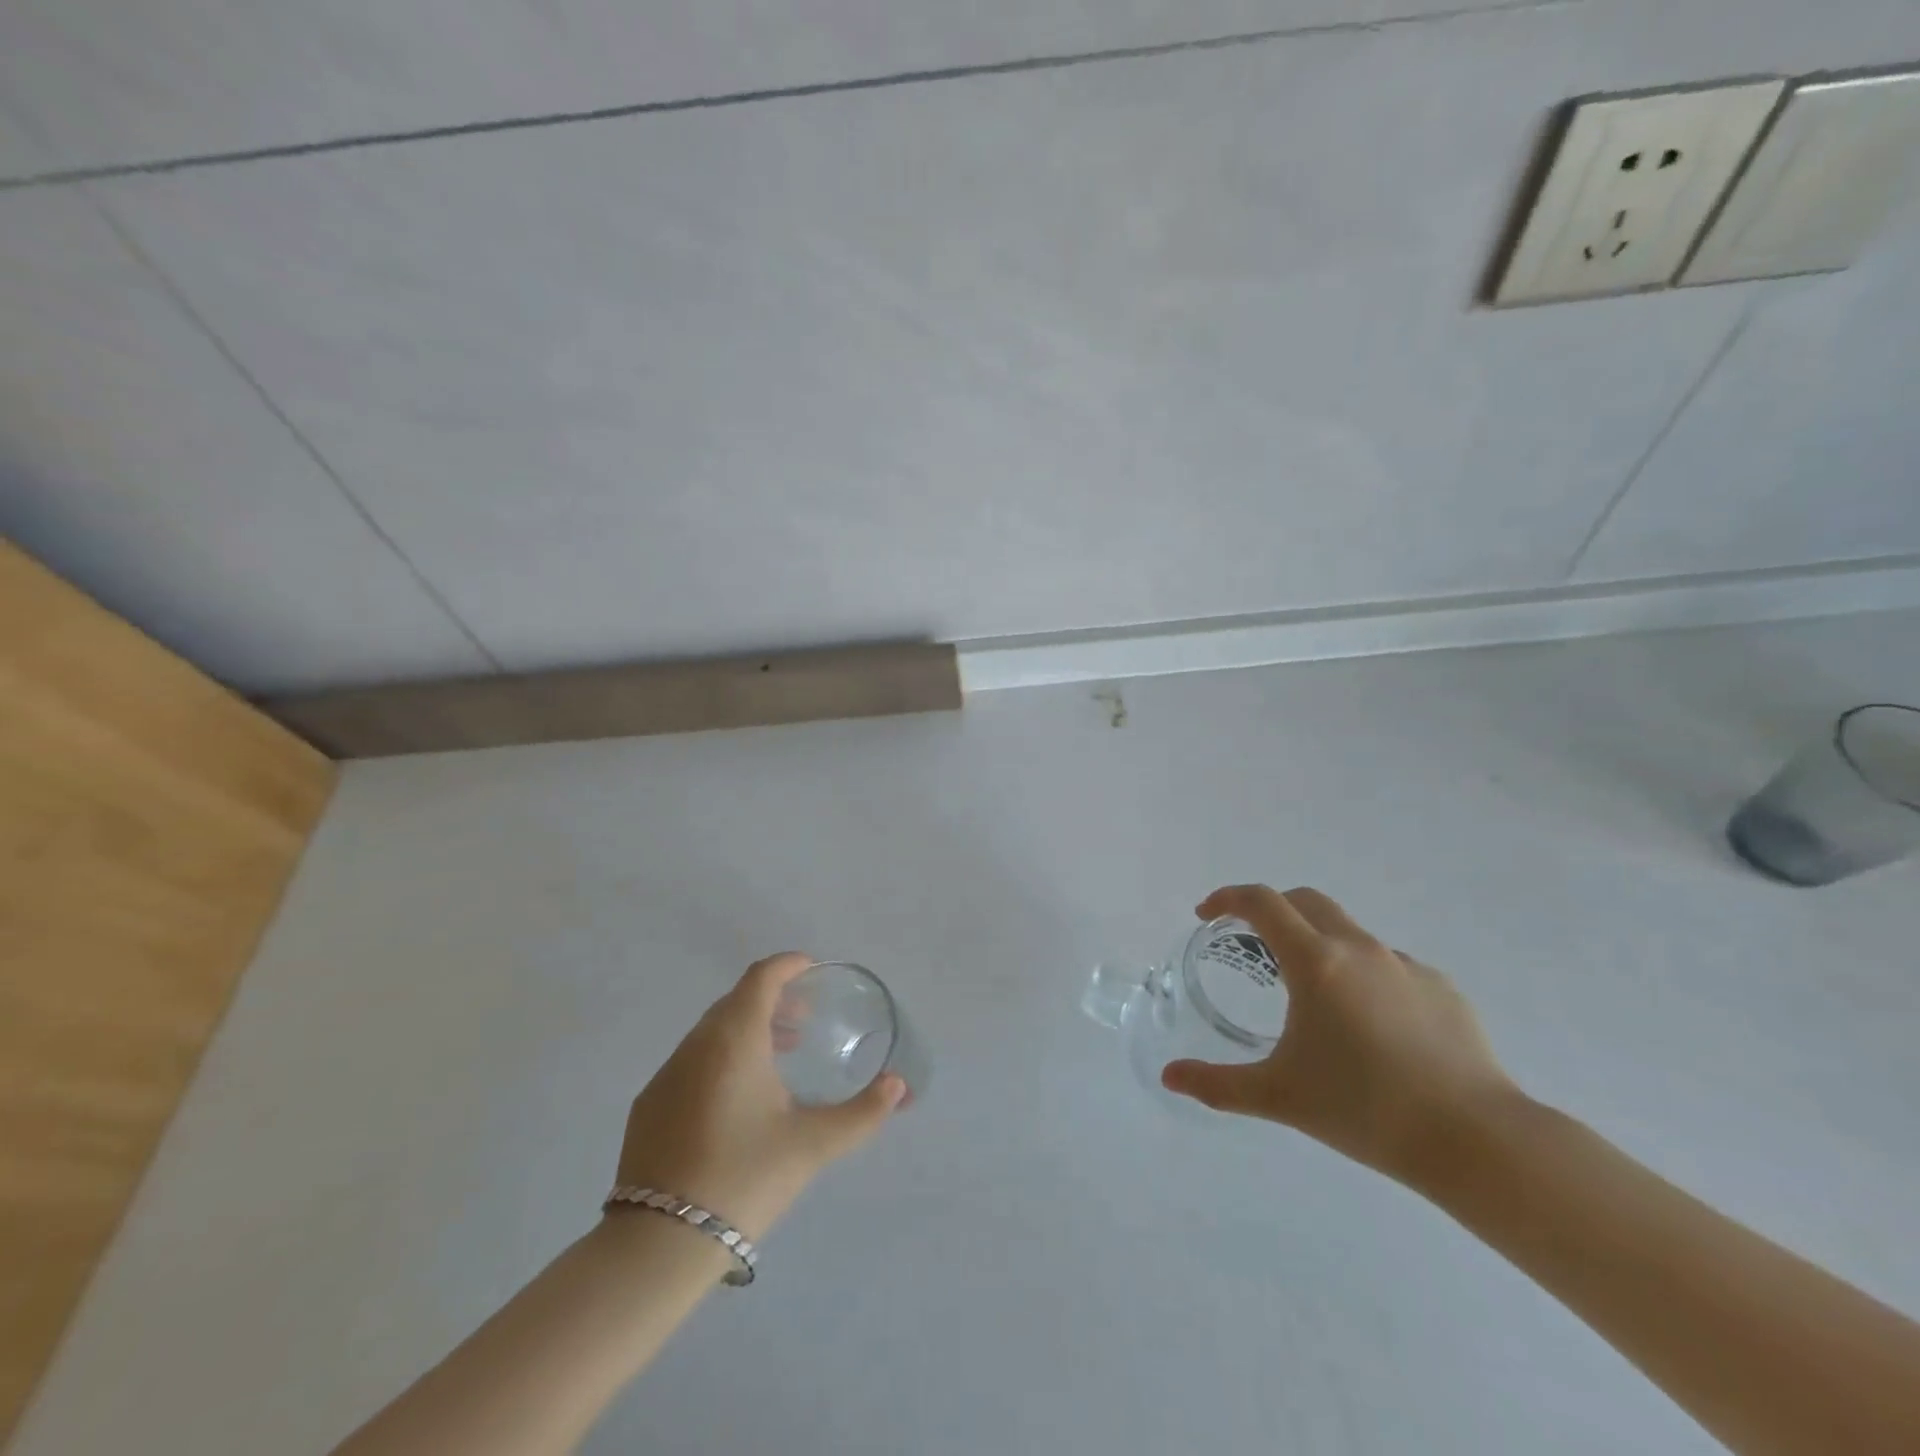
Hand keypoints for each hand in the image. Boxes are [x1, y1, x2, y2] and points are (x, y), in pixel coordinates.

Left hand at [612, 954, 904, 1239]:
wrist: (659, 1245)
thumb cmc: (745, 1178)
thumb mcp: (812, 1145)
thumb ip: (862, 1113)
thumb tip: (899, 1086)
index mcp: (735, 1040)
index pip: (761, 978)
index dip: (788, 965)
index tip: (812, 969)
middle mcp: (696, 1045)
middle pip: (737, 1001)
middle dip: (772, 999)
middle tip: (804, 1020)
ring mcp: (666, 1075)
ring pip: (712, 1031)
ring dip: (747, 1029)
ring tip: (779, 1057)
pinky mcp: (649, 1106)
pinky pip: (691, 1060)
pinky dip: (720, 1056)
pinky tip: (737, 1099)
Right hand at [1162, 885, 1520, 1190]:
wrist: (1477, 1140)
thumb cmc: (1364, 1108)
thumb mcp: (1278, 1096)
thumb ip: (1217, 1084)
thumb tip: (1170, 1077)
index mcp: (1315, 961)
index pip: (1261, 902)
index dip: (1227, 898)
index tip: (1207, 914)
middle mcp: (1359, 948)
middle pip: (1305, 901)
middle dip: (1272, 910)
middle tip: (1253, 942)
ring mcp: (1406, 965)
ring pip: (1349, 933)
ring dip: (1319, 944)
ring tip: (1313, 996)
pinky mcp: (1442, 989)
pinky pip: (1389, 966)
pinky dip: (1364, 976)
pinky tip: (1370, 1028)